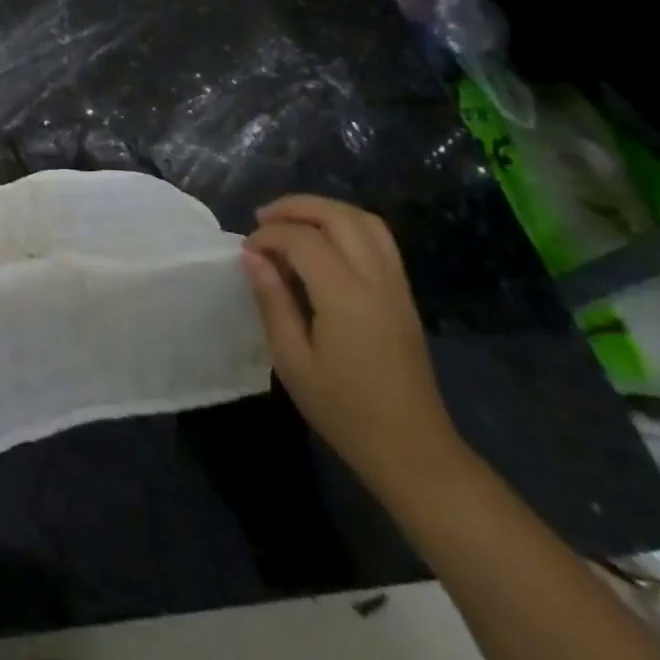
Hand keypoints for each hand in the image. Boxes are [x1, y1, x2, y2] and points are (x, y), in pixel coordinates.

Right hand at [242, 195, 465, 497]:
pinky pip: (379, 240)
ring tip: (291, 223)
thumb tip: (252, 257)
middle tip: (263, 220)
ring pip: (364, 220)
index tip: (246, 252)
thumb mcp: (293, 361)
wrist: (413, 451)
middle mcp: (376, 280)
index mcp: (346, 297)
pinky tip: (323, 243)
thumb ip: (272, 301)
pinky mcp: (404, 295)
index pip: (303, 240)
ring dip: (324, 211)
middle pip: (338, 216)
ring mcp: (396, 286)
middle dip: (296, 208)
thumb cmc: (344, 410)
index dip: (268, 236)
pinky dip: (346, 226)